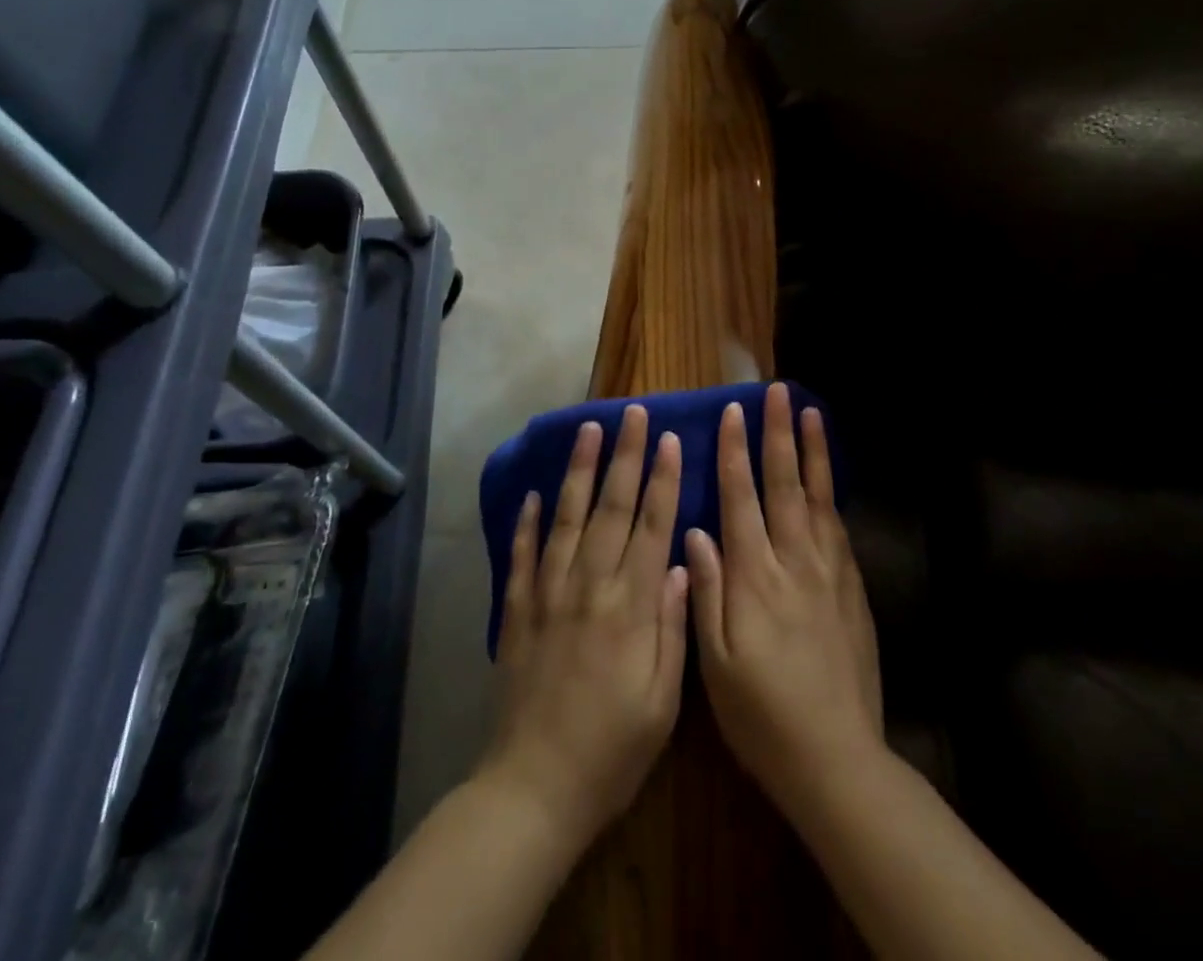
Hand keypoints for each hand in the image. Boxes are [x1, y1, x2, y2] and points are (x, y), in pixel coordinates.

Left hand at [479, 405, 688, 850]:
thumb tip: (683, 564)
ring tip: (588, 430)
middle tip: (634, 414)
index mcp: (631, 606)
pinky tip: (532, 492)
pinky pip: (523, 555)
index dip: (664, 479)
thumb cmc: (612, 750)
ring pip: (567, 518)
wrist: (534, 789)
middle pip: (612, 508)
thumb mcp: (663, 702)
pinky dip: (527, 521)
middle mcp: (590, 586)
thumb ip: (674, 627)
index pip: (653, 526)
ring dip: (579, 471)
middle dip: (626, 456)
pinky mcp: (519, 611)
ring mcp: (549, 594)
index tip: (671, 439)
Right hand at [686, 383, 883, 818]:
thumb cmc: (761, 714)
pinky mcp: (852, 591)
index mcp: (754, 577)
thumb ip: (707, 590)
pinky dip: (832, 496)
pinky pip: (839, 530)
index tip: (733, 413)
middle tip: (778, 393)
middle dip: (778, 435)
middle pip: (785, 485)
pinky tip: (829, 480)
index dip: (734, 453)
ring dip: (813, 453)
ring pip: (818, 498)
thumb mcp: (715, 663)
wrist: (836, 758)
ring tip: (811, 414)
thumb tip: (696, 531)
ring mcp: (829, 574)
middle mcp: (794, 563)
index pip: (741, 499)